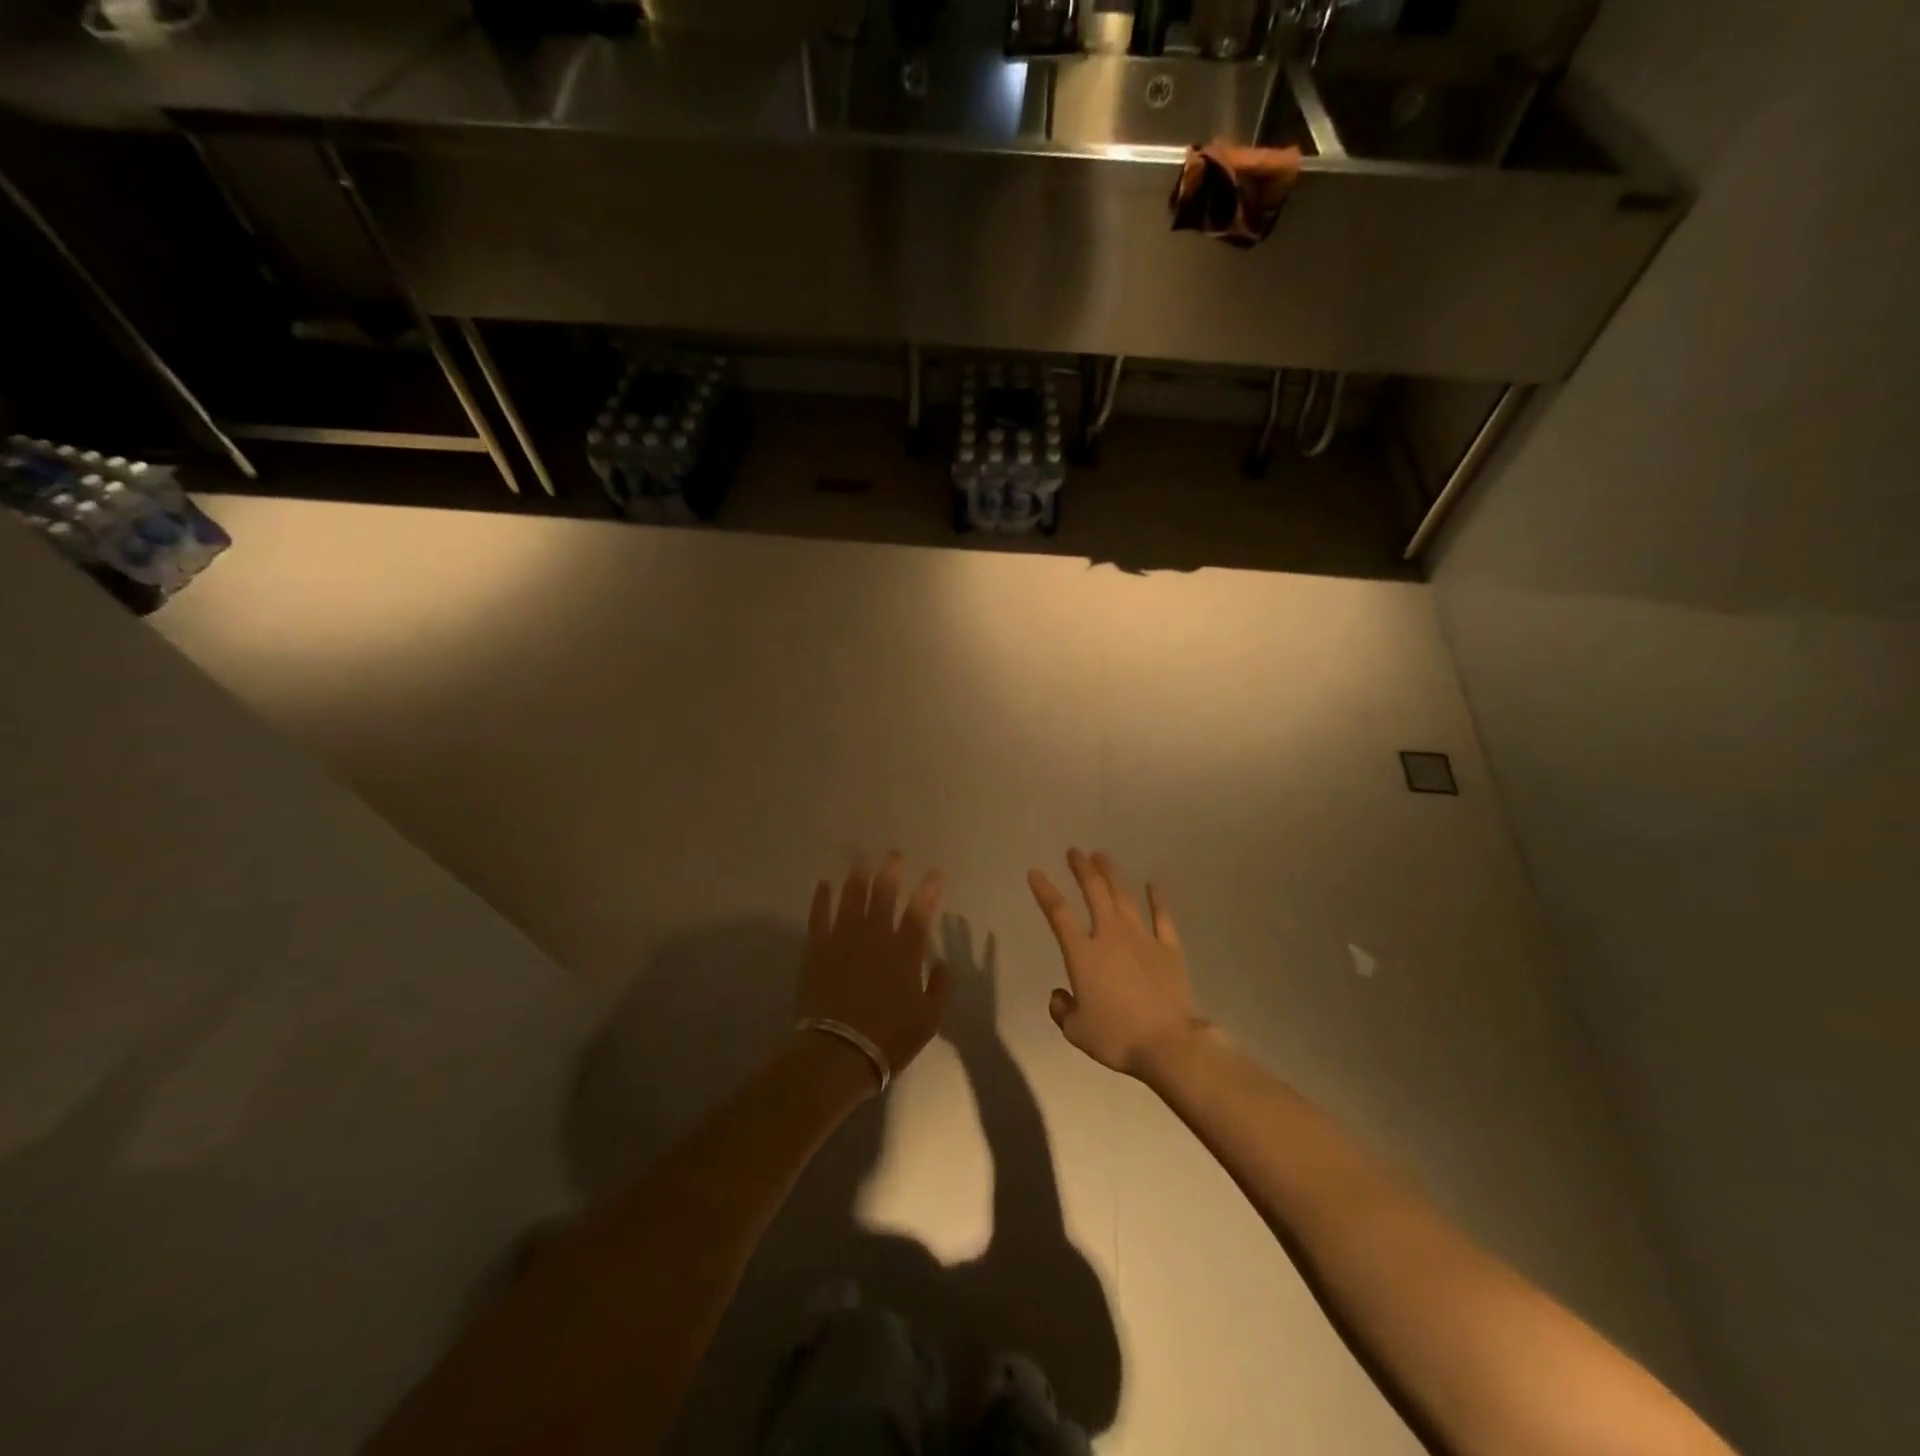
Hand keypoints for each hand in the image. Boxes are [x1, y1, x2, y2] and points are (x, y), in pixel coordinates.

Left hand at [799, 854, 952, 1086]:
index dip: (928, 890)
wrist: (839, 1052)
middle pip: (884, 896)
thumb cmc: (889, 1038)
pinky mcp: (817, 950)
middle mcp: (875, 938)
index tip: (935, 873)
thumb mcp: (929, 1019)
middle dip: (891, 872)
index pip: (919, 913)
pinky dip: (822, 898)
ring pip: (852, 898)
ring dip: (858, 876)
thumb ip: (940, 986)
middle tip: (894, 855)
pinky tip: (824, 884)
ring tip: (860, 858)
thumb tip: (942, 962)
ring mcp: (843, 941)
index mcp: (904, 954)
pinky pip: (819, 916)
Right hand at [1029, 849, 1198, 1078]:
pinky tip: (1153, 884)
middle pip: (1094, 892)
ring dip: (1111, 875)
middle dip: (1082, 869)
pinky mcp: (1169, 949)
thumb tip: (1059, 996)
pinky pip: (1162, 917)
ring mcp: (1142, 939)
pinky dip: (1157, 899)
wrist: (1167, 1045)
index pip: (1058, 914)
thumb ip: (1062, 1009)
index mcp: (1083, 954)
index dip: (1045, 891)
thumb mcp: (1076, 1030)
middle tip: (1075, 852)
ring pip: (1124, 897)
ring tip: (1102, 857)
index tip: (1035, 872)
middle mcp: (1110, 936)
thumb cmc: (1116, 1037)